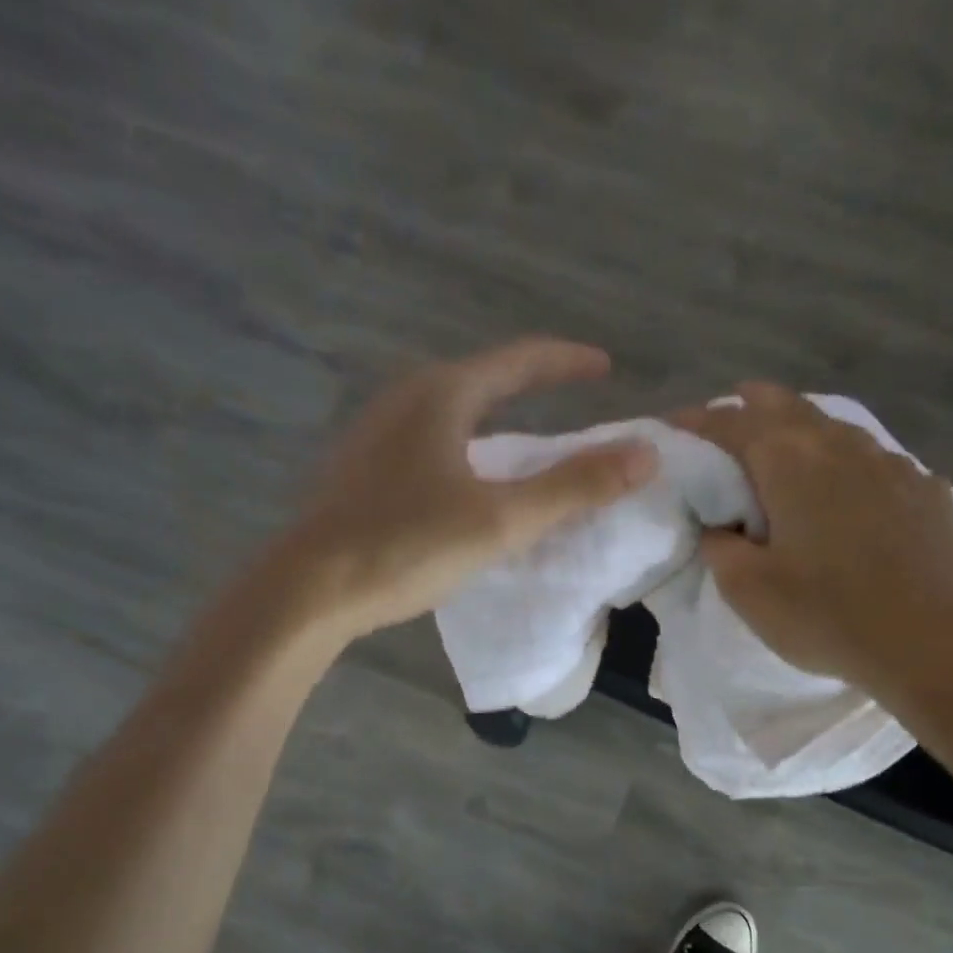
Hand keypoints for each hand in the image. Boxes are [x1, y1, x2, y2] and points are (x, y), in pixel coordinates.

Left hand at [288, 338, 656, 640]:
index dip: (568, 361)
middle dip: (532, 384)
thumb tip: (645, 454)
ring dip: (496, 417)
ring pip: (453, 411)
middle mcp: (405, 400)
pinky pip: (431, 441)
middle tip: (572, 399)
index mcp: (441, 396)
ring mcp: (377, 434)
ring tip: (528, 438)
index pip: (519, 360)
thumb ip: (573, 487)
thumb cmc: (405, 546)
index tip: (606, 366)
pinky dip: (467, 446)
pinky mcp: (362, 469)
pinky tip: (469, 479)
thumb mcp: (501, 519)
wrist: (307, 591)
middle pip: (483, 379)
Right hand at [673, 383, 952, 702]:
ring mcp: (892, 464)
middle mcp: (841, 446)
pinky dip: (848, 464)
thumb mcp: (747, 590)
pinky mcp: (926, 491)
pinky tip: (851, 490)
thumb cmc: (826, 616)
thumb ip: (719, 547)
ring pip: (836, 428)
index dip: (697, 421)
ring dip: (803, 430)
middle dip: (751, 405)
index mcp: (790, 462)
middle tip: (729, 415)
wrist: (931, 645)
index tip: (675, 426)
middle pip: (787, 406)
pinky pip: (876, 462)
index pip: (732, 423)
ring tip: (786, 449)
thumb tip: (719, 525)